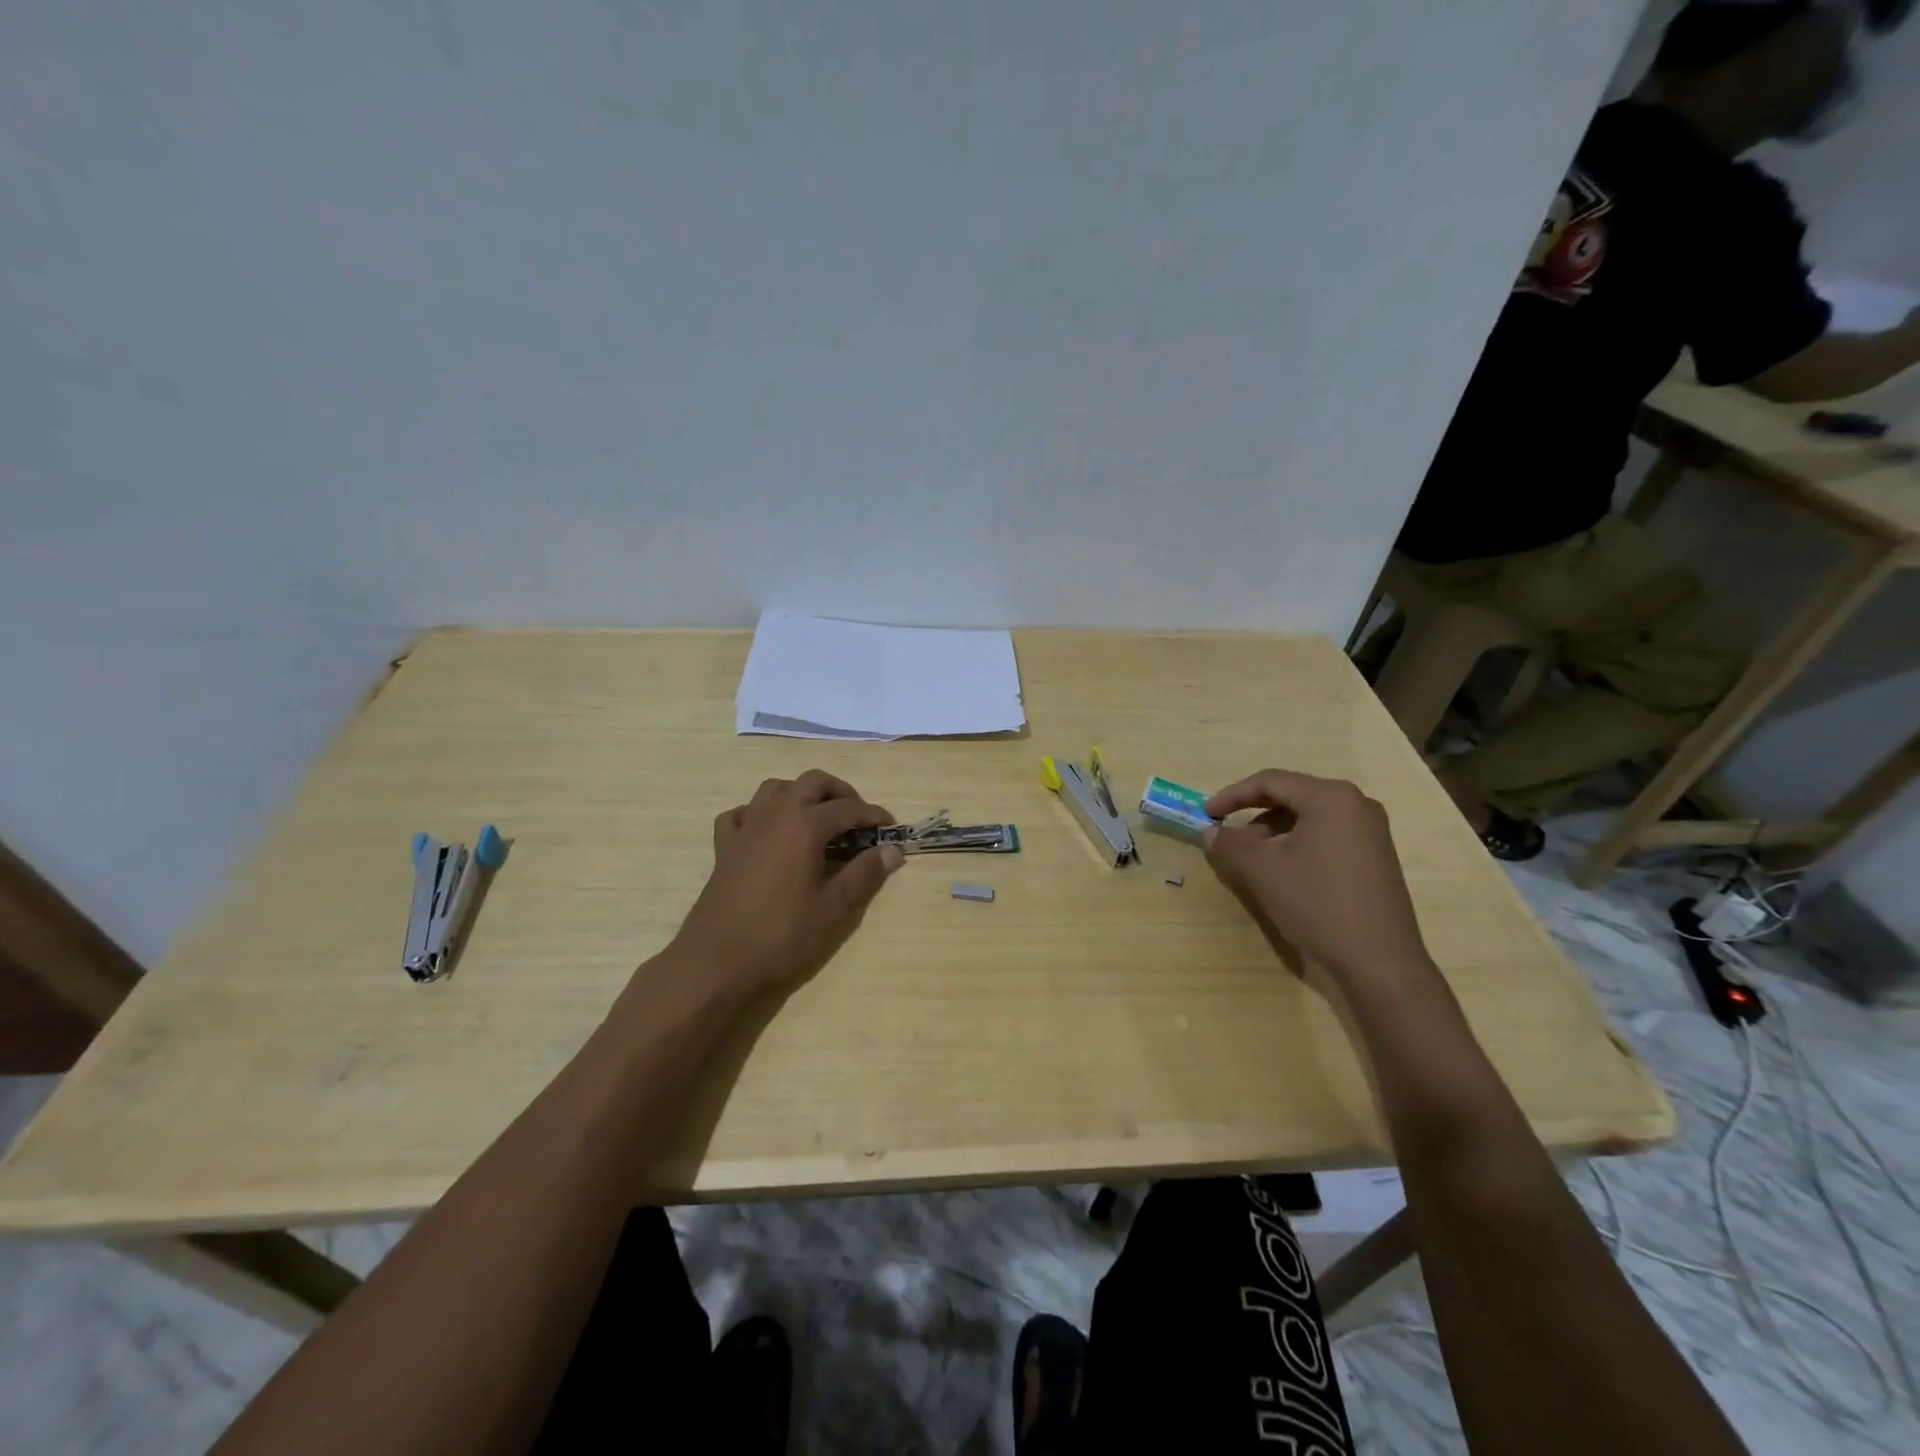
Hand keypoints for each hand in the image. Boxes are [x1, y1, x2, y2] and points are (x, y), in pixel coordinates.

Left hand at [672, 770, 904, 992]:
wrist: (717, 963)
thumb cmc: (782, 936)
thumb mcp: (834, 909)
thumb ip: (865, 874)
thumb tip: (892, 850)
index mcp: (805, 825)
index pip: (848, 808)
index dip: (873, 815)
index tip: (890, 829)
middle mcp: (775, 814)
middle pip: (812, 782)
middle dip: (839, 793)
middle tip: (857, 818)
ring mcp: (745, 828)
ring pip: (775, 789)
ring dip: (801, 794)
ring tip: (818, 819)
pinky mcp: (724, 847)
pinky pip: (743, 813)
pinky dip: (761, 813)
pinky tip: (769, 833)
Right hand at [1203, 769, 1430, 986]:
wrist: (1380, 961)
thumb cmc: (1318, 904)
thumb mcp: (1262, 871)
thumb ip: (1229, 844)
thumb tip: (1210, 832)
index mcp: (1331, 797)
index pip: (1270, 781)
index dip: (1232, 795)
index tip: (1206, 814)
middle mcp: (1356, 804)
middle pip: (1291, 795)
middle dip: (1252, 813)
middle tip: (1225, 833)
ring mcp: (1371, 830)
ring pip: (1308, 817)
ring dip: (1272, 830)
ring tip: (1249, 856)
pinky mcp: (1375, 855)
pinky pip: (1326, 834)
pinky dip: (1296, 843)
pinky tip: (1281, 869)